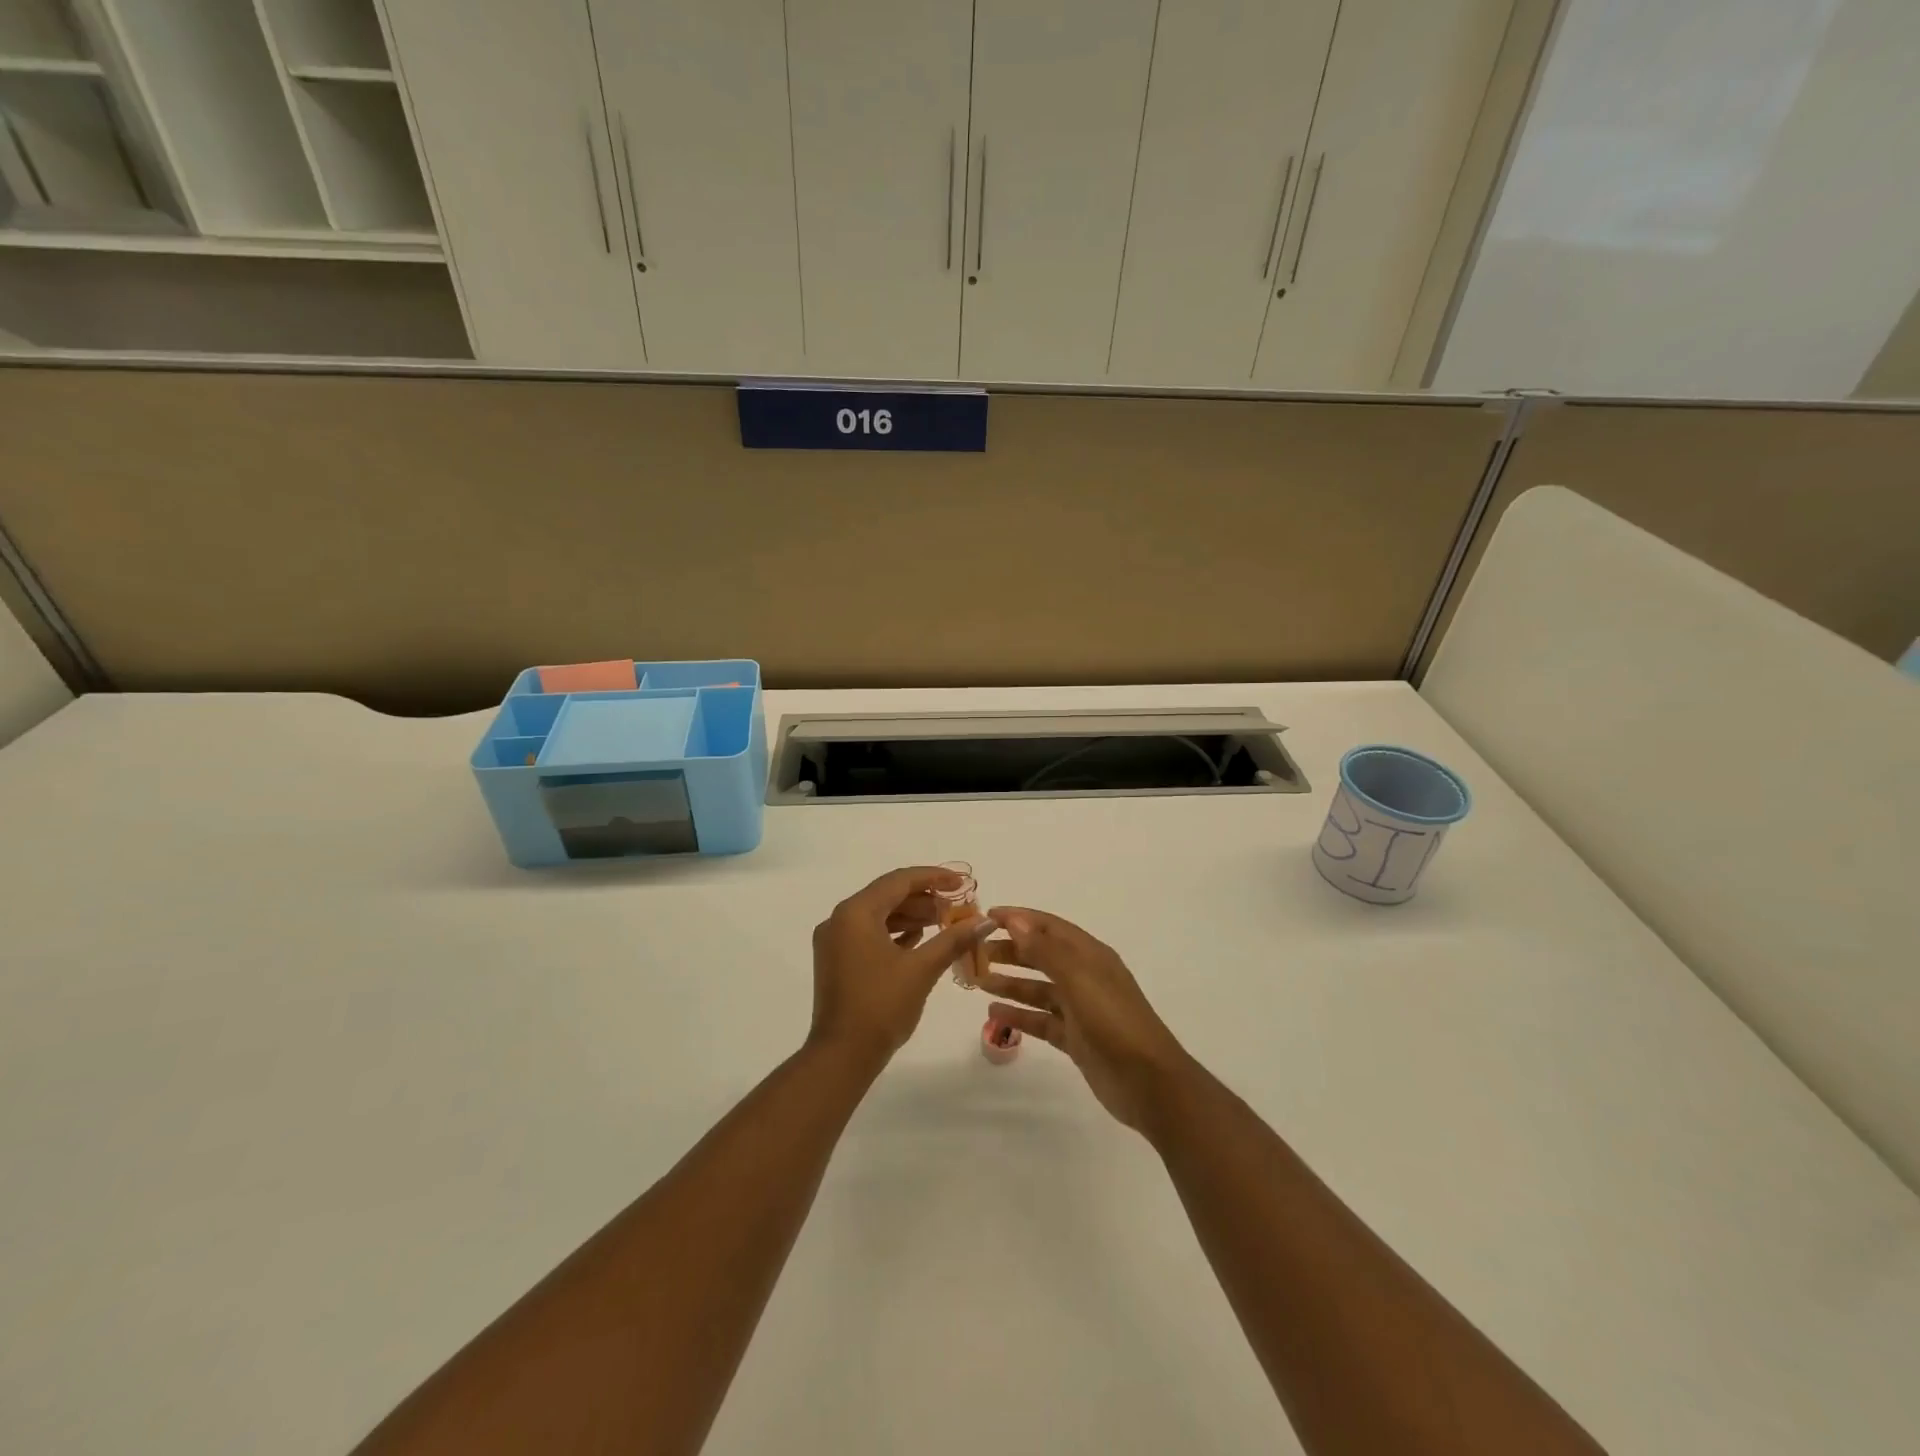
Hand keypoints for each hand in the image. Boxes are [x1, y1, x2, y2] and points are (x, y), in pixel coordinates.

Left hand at [809, 866, 995, 1065]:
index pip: (899, 881)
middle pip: (887, 895)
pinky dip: (895, 932)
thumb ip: (954, 939)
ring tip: (945, 922)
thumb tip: (986, 921)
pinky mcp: (837, 961)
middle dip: (924, 898)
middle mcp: (840, 919)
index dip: (934, 878)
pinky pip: (869, 934)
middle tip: (957, 906)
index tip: (962, 882)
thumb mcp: (922, 969)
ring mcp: (835, 941)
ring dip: (911, 916)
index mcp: (855, 912)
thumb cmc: (881, 1006)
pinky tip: (920, 939)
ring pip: (878, 915)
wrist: (842, 1056)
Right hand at [977, 908, 1190, 1132]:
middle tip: (975, 953)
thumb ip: (1046, 951)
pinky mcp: (1075, 1039)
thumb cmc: (1114, 1022)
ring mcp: (1080, 1009)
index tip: (986, 917)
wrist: (1149, 1083)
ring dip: (1010, 982)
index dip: (1020, 919)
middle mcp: (1085, 977)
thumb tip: (1017, 921)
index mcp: (1090, 956)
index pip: (1049, 927)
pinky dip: (1019, 1015)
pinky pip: (1041, 1020)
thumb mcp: (1079, 979)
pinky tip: (994, 1014)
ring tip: (978, 981)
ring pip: (1038, 989)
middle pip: (1042, 955)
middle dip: (1010, 950)